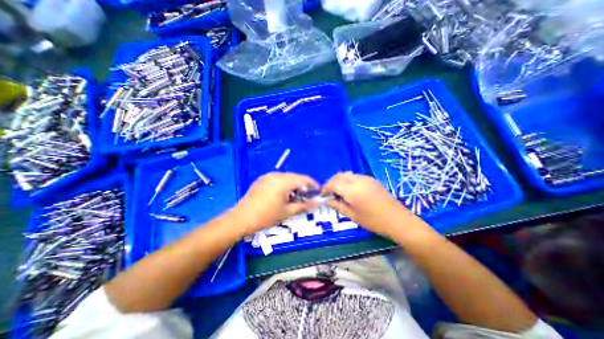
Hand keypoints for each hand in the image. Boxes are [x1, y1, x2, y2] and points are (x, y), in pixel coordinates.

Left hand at [231, 172, 317, 234]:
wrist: (241, 218)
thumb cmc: (266, 216)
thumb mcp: (287, 212)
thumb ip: (304, 206)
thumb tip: (317, 203)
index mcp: (283, 181)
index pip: (303, 179)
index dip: (313, 184)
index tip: (318, 192)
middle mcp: (276, 175)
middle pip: (295, 177)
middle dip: (303, 185)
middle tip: (307, 197)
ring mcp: (268, 176)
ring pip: (286, 177)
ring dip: (293, 185)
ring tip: (295, 196)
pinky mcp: (262, 179)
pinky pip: (278, 179)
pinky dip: (284, 185)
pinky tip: (283, 194)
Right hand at [321, 174, 422, 236]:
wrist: (398, 220)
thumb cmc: (374, 221)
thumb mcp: (353, 216)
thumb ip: (337, 206)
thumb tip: (326, 201)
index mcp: (352, 190)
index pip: (333, 183)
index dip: (325, 188)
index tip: (323, 195)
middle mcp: (358, 180)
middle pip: (339, 176)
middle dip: (331, 183)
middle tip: (329, 193)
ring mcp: (366, 178)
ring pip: (347, 174)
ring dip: (339, 181)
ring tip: (339, 192)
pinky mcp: (371, 179)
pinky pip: (355, 176)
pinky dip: (348, 180)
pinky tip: (350, 190)